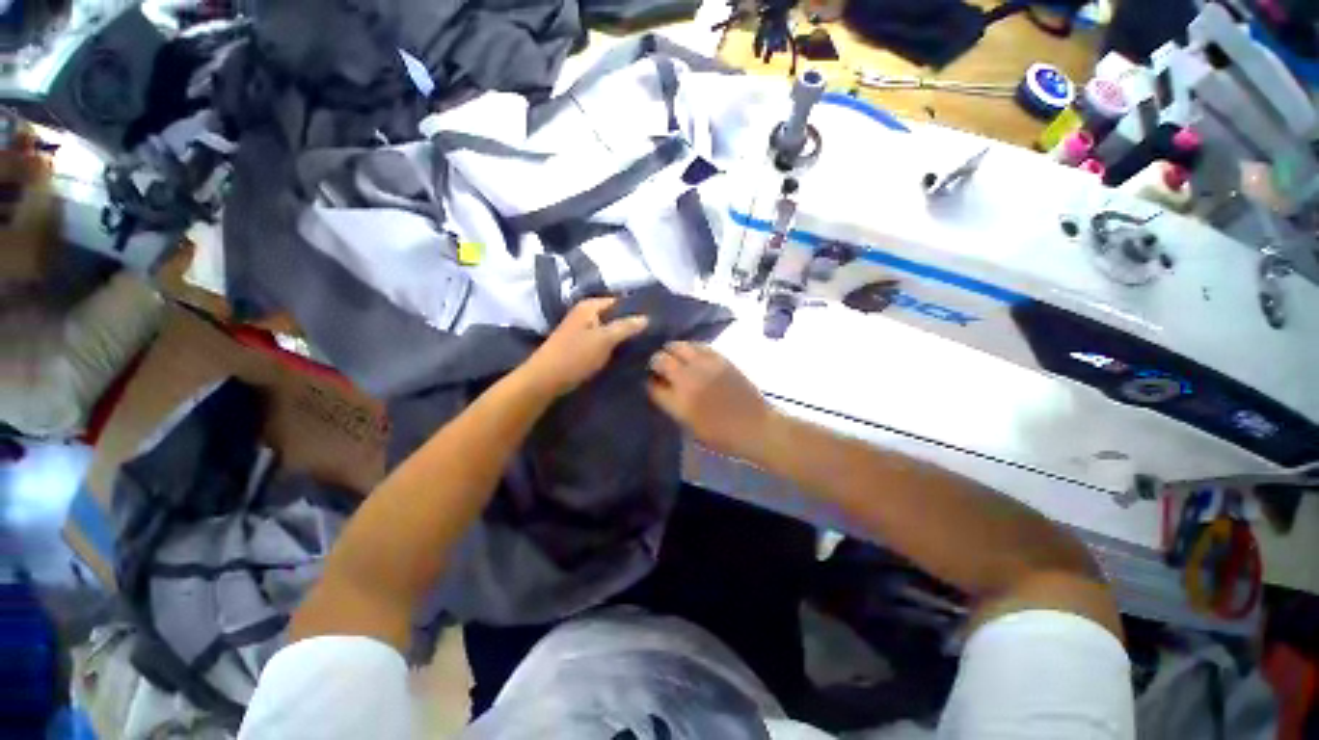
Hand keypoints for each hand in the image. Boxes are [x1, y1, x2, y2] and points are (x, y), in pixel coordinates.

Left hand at [521, 298, 648, 396]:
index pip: (620, 301)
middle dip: (632, 325)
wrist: (545, 380)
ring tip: (646, 345)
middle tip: (654, 336)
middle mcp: (586, 314)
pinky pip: (604, 342)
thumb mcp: (604, 339)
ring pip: (610, 330)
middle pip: (616, 316)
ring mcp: (583, 330)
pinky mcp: (582, 346)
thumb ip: (626, 327)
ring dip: (624, 338)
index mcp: (590, 306)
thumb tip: (647, 317)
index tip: (656, 321)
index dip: (637, 310)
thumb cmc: (575, 356)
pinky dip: (615, 347)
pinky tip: (628, 355)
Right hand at [647, 342, 777, 461]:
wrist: (755, 426)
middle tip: (659, 368)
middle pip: (660, 360)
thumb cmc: (721, 436)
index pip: (652, 386)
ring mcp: (705, 366)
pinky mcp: (720, 358)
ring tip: (674, 358)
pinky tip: (692, 355)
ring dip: (671, 351)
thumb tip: (661, 388)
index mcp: (679, 403)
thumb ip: (672, 406)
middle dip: (655, 363)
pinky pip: (698, 345)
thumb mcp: (689, 427)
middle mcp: (688, 380)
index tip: (652, 383)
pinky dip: (690, 348)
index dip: (649, 383)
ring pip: (678, 346)